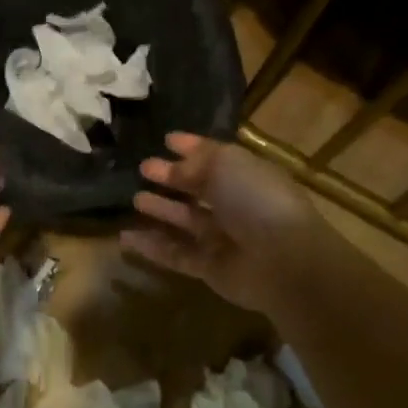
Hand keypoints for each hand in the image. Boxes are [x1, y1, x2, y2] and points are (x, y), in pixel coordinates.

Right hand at [122, 132, 322, 314]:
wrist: (282, 260)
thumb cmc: (256, 200)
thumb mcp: (225, 165)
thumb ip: (195, 162)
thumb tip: (173, 167)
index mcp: (245, 175)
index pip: (214, 157)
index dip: (192, 148)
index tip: (166, 140)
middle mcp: (235, 204)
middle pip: (197, 188)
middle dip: (171, 177)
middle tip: (143, 168)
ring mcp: (222, 238)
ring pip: (184, 220)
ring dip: (161, 209)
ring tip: (135, 198)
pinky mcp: (209, 267)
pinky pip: (175, 253)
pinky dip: (151, 246)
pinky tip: (125, 237)